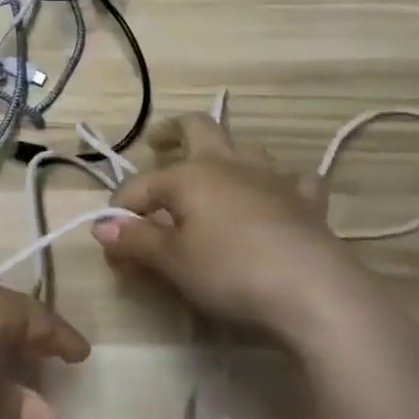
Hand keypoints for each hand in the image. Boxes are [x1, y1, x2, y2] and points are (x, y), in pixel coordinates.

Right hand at [94, 114, 391, 340]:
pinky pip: (296, 180)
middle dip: (172, 132)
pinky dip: (283, 184)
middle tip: (157, 144)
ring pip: (244, 147)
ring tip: (215, 172)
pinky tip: (279, 197)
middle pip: (197, 127)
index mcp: (189, 174)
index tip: (112, 243)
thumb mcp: (173, 261)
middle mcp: (228, 164)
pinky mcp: (308, 202)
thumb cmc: (232, 271)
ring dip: (226, 154)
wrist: (316, 291)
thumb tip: (101, 228)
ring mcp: (272, 178)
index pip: (140, 185)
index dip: (121, 211)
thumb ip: (137, 240)